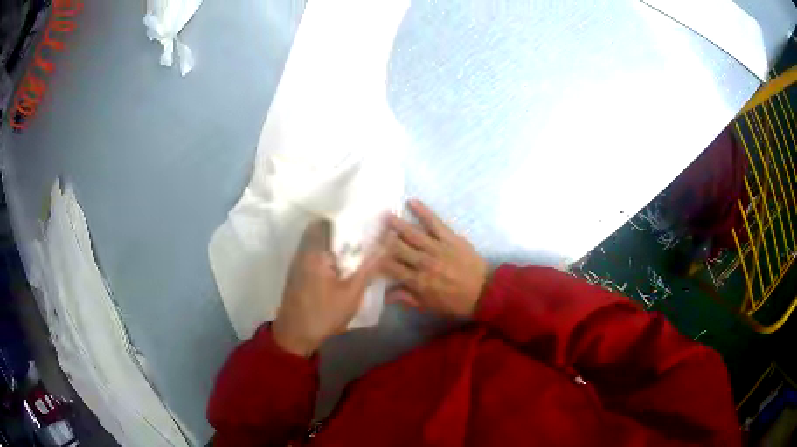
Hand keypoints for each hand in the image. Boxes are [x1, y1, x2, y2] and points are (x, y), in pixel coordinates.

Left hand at [272, 220, 382, 356]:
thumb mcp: (351, 293)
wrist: (295, 334)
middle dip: (343, 230)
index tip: (366, 220)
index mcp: (315, 252)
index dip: (349, 218)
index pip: (331, 221)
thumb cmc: (324, 314)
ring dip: (335, 242)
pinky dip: (327, 253)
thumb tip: (386, 244)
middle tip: (364, 235)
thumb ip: (368, 267)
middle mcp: (303, 251)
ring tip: (356, 248)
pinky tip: (341, 265)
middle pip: (323, 229)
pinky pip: (314, 252)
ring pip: (318, 241)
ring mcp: (298, 261)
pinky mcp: (297, 271)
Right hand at [382, 199, 489, 317]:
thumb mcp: (429, 306)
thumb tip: (385, 294)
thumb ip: (407, 298)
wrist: (485, 292)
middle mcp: (424, 262)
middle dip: (384, 239)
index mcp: (418, 281)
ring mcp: (437, 248)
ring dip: (397, 224)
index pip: (391, 267)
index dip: (377, 260)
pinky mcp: (451, 238)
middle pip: (398, 248)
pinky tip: (412, 201)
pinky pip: (435, 222)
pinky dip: (423, 211)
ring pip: (412, 233)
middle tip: (373, 231)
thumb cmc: (455, 302)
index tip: (368, 253)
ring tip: (385, 215)